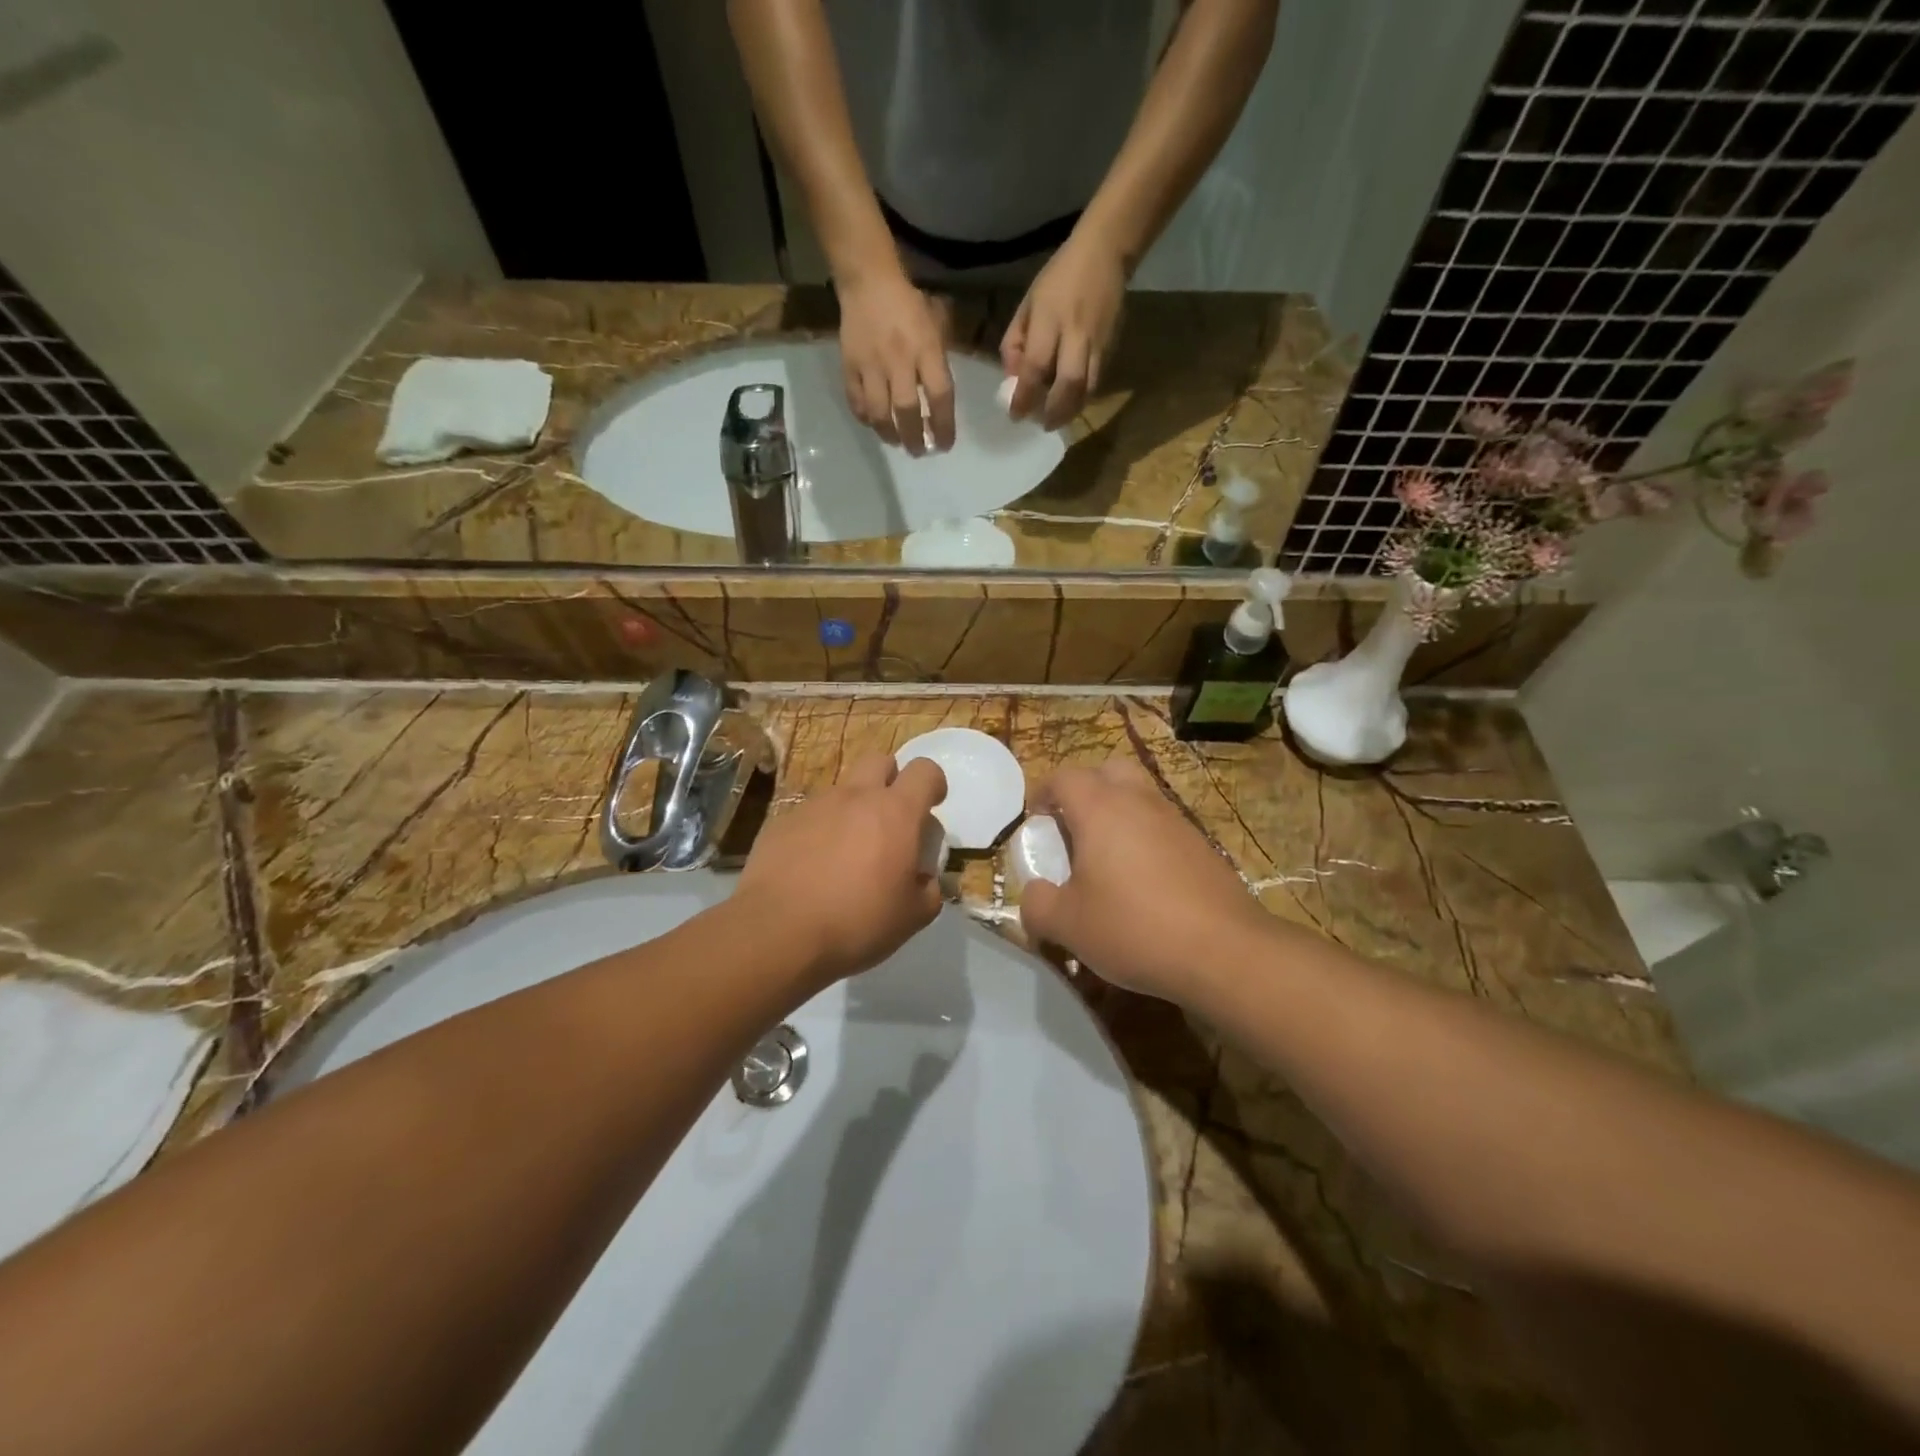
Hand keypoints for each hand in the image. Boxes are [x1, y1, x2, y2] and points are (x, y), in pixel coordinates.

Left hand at [736, 753, 947, 984]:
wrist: (778, 932)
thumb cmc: (857, 922)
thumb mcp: (912, 917)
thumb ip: (929, 890)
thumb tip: (926, 880)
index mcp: (896, 812)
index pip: (924, 770)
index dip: (933, 784)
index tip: (931, 807)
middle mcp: (856, 797)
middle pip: (880, 761)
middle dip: (891, 781)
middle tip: (890, 820)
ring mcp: (815, 806)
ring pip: (843, 790)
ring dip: (853, 809)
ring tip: (847, 852)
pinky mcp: (782, 822)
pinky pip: (810, 815)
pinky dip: (820, 831)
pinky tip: (812, 867)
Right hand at [836, 267, 955, 454]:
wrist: (867, 280)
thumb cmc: (908, 304)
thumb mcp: (935, 327)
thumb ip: (938, 364)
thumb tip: (939, 403)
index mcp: (925, 349)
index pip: (939, 396)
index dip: (944, 426)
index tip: (945, 445)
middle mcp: (898, 361)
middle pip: (907, 411)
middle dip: (915, 438)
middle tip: (919, 451)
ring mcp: (870, 365)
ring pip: (879, 413)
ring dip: (889, 434)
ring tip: (896, 442)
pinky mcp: (849, 365)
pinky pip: (856, 401)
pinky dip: (866, 418)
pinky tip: (874, 423)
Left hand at [1001, 232, 1125, 429]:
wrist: (1105, 253)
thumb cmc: (1058, 278)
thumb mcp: (1028, 304)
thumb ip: (1015, 342)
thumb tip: (1011, 380)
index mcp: (1050, 319)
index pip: (1036, 367)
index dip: (1024, 396)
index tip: (1015, 415)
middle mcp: (1076, 334)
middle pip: (1068, 385)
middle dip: (1054, 412)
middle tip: (1042, 425)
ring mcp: (1098, 342)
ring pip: (1088, 388)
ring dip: (1071, 410)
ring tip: (1056, 419)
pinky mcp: (1112, 347)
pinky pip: (1097, 381)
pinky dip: (1083, 397)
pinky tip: (1071, 402)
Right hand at [1019, 761, 1269, 1001]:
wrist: (1224, 951)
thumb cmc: (1134, 928)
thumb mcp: (1068, 925)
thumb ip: (1037, 905)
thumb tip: (1033, 894)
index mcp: (1100, 809)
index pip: (1064, 777)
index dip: (1043, 793)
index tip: (1035, 821)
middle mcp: (1139, 802)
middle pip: (1108, 771)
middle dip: (1085, 790)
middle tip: (1072, 827)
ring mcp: (1176, 820)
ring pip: (1140, 796)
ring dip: (1118, 813)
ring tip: (1105, 858)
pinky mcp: (1201, 845)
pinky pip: (1162, 825)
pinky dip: (1145, 838)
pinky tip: (1142, 881)